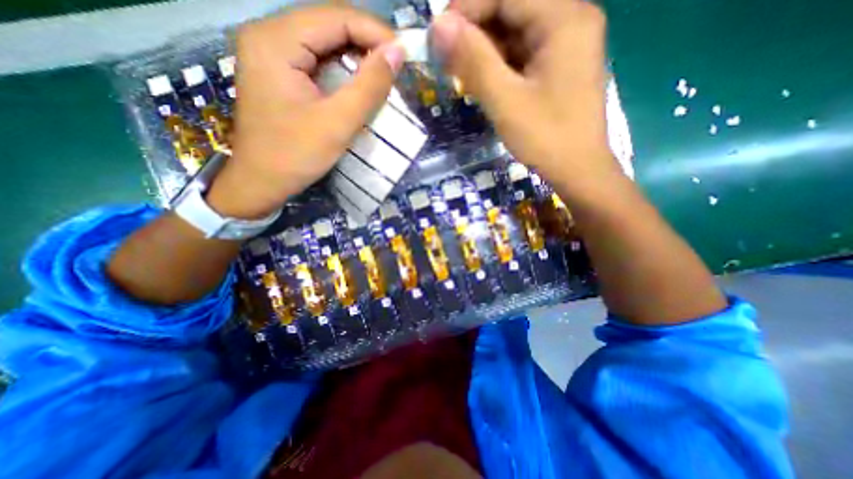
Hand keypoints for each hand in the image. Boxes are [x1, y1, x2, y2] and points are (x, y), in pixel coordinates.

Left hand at [208, 6, 405, 217]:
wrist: (262, 182)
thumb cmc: (295, 155)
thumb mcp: (338, 123)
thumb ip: (369, 86)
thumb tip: (398, 53)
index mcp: (276, 41)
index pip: (335, 17)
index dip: (375, 32)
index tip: (404, 56)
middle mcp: (270, 35)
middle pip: (329, 24)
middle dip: (367, 42)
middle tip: (396, 67)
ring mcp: (272, 53)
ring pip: (325, 42)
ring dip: (358, 56)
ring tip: (383, 75)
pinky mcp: (279, 72)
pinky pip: (318, 60)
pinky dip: (344, 69)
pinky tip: (360, 83)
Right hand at [435, 0, 621, 199]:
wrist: (577, 169)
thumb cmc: (545, 138)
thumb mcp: (505, 101)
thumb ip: (473, 61)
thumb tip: (438, 24)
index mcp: (564, 19)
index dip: (468, 8)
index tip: (439, 35)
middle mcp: (571, 19)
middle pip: (514, 8)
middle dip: (477, 31)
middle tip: (449, 60)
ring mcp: (568, 43)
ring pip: (517, 31)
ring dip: (486, 50)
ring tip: (464, 75)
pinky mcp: (561, 64)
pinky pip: (524, 52)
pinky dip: (501, 64)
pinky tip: (487, 82)